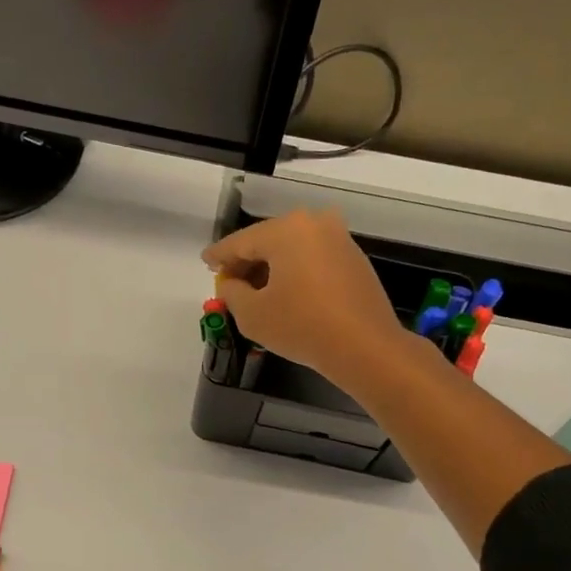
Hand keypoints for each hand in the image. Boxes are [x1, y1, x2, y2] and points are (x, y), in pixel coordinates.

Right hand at [202, 210, 407, 389]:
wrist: (365, 347)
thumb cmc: (301, 326)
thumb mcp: (252, 314)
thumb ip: (232, 292)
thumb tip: (233, 284)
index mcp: (286, 230)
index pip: (240, 242)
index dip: (219, 256)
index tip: (205, 263)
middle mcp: (314, 224)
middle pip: (268, 241)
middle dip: (247, 262)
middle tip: (229, 282)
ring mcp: (339, 239)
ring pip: (292, 249)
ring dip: (272, 268)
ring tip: (255, 293)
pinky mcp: (354, 259)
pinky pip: (313, 259)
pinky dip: (295, 272)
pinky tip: (286, 294)